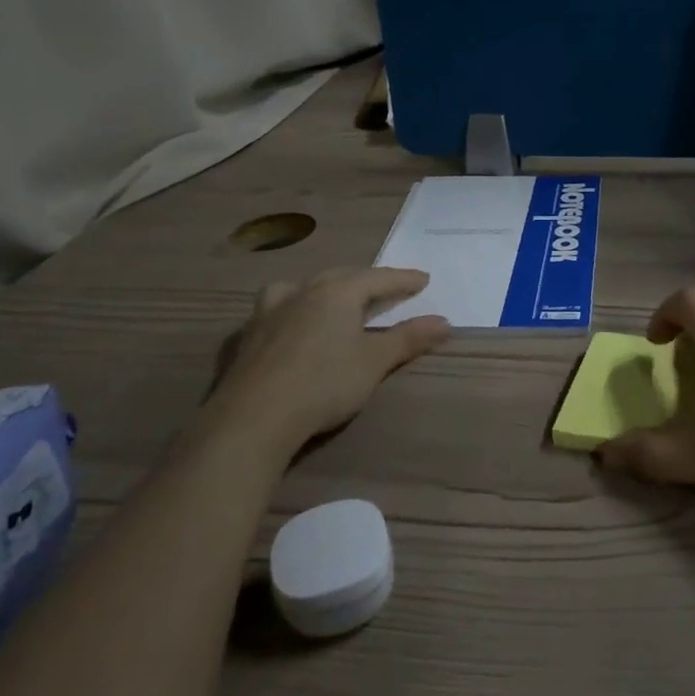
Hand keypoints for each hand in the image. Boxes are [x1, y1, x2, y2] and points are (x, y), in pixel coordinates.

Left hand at [207, 267, 447, 451]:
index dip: (403, 280)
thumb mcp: (374, 362)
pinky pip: (278, 306)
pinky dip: (294, 306)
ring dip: (325, 287)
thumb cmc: (324, 384)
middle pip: (343, 277)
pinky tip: (292, 322)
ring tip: (334, 295)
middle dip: (367, 280)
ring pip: (304, 286)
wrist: (254, 417)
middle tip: (387, 288)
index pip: (379, 278)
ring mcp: (271, 310)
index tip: (424, 280)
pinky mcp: (249, 334)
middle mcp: (304, 291)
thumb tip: (445, 322)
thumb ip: (409, 339)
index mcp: (338, 292)